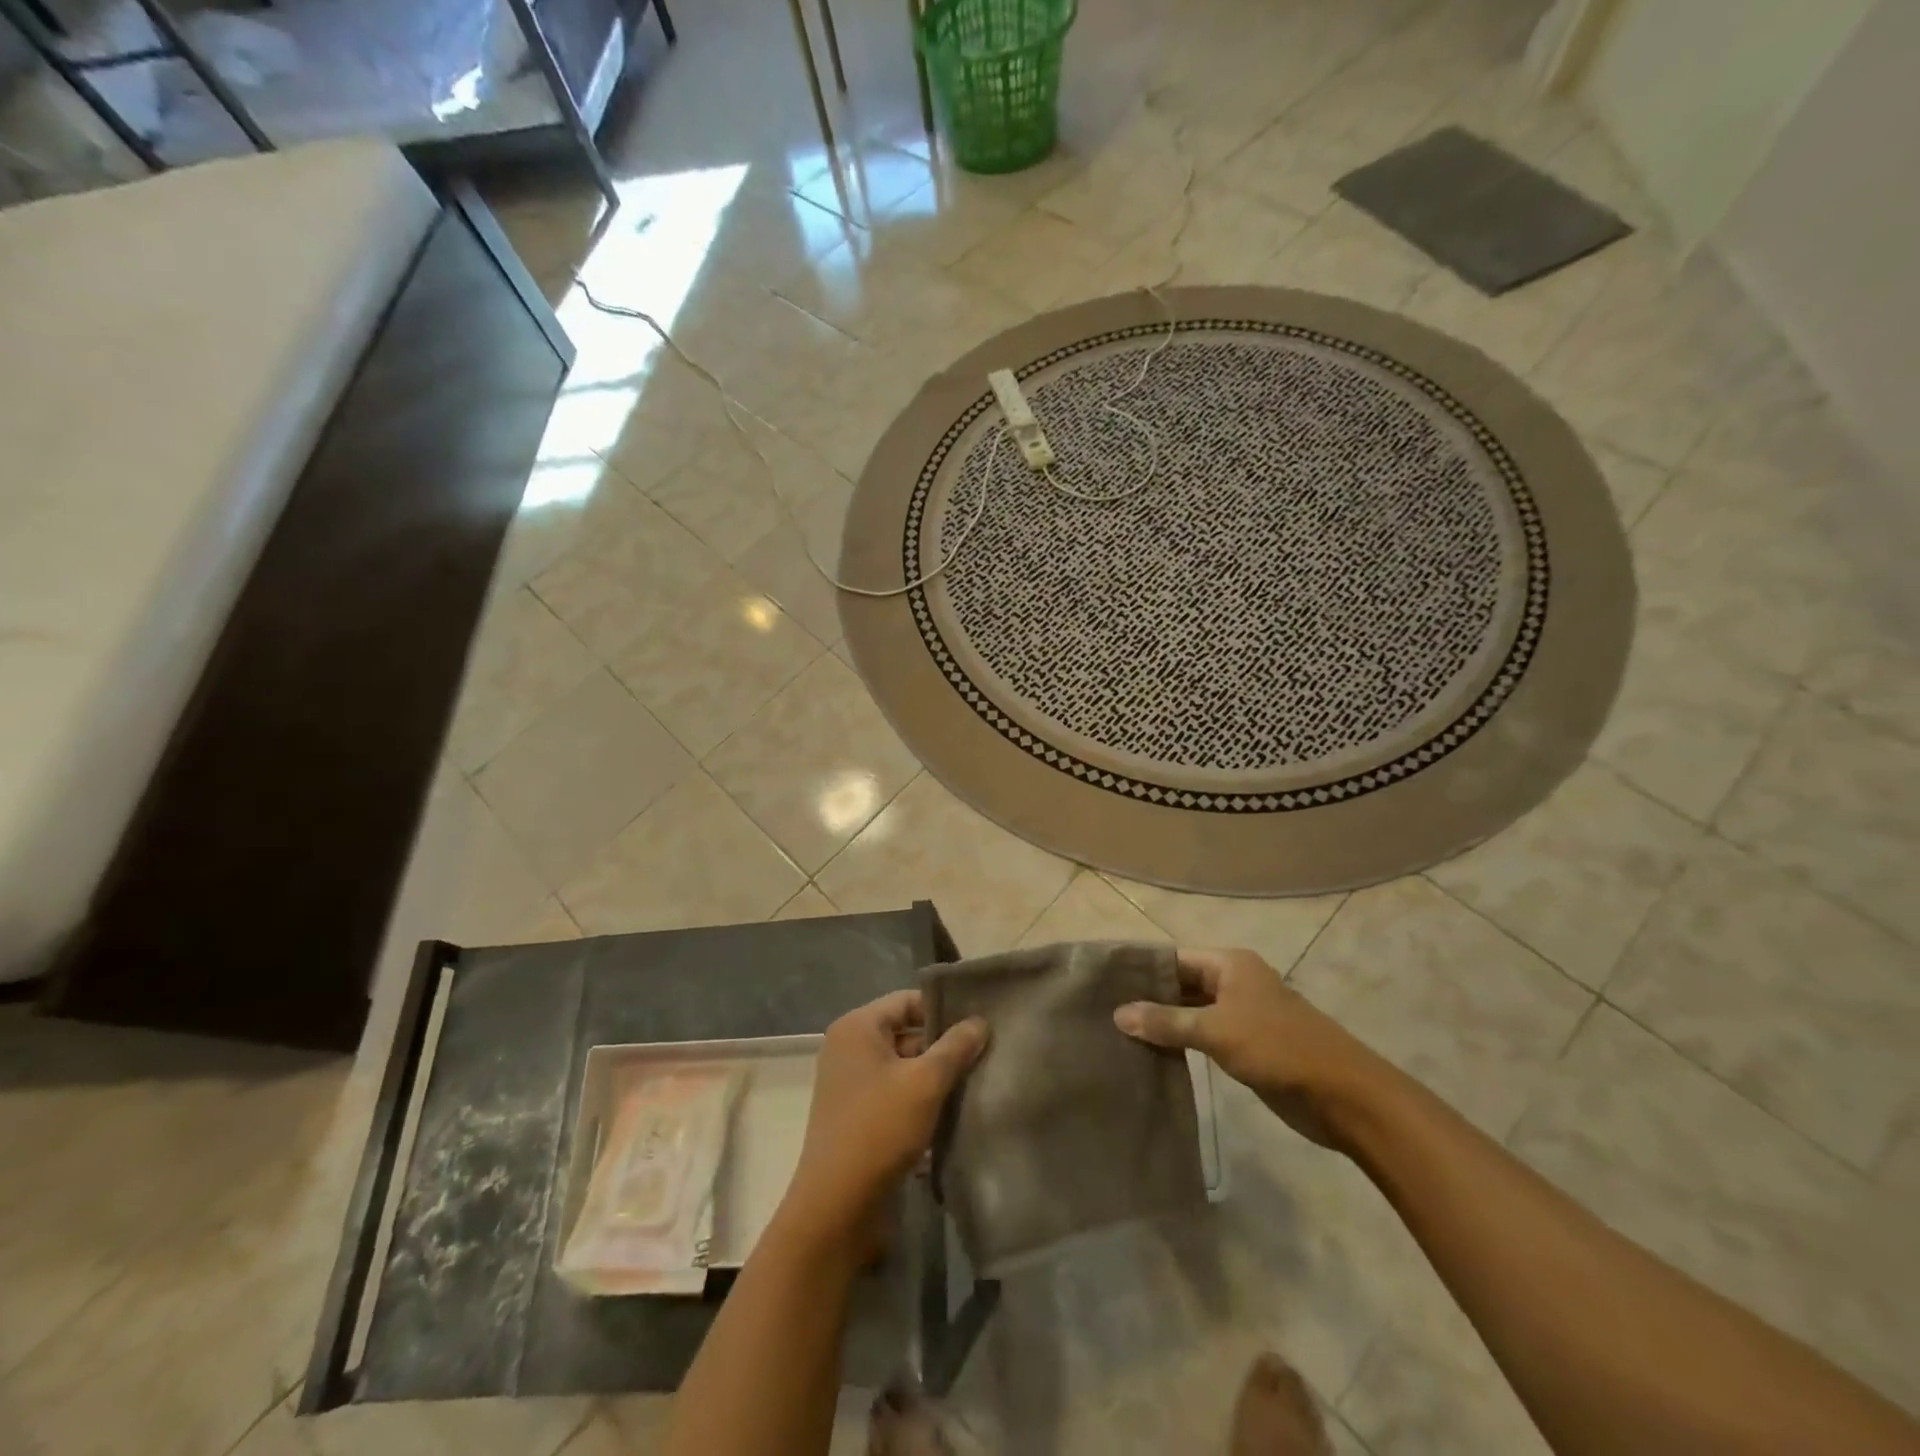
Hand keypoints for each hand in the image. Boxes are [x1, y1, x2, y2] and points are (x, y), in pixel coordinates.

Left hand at [780, 990, 987, 1248]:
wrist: (836, 1208)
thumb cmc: (879, 1129)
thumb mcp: (926, 1083)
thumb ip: (955, 1047)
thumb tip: (980, 1022)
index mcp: (857, 1028)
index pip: (907, 1001)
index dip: (943, 1010)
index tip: (979, 1023)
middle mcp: (848, 1049)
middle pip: (905, 1033)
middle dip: (943, 1046)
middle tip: (985, 1054)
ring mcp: (850, 1084)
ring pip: (903, 1067)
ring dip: (935, 1077)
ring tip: (977, 1082)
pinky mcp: (856, 1117)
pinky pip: (895, 1095)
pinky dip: (920, 1100)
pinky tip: (953, 1114)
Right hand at [1113, 947, 1381, 1148]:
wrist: (1344, 1096)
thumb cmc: (1278, 1048)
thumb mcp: (1216, 1030)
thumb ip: (1167, 1022)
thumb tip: (1118, 1013)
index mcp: (1230, 964)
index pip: (1174, 958)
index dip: (1142, 969)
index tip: (1104, 983)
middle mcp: (1234, 982)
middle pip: (1182, 984)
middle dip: (1149, 998)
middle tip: (1104, 1012)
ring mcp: (1242, 1015)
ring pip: (1191, 1013)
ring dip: (1163, 1024)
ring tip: (1118, 1034)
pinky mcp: (1247, 1047)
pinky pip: (1204, 1038)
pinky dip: (1181, 1044)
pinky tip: (1151, 1055)